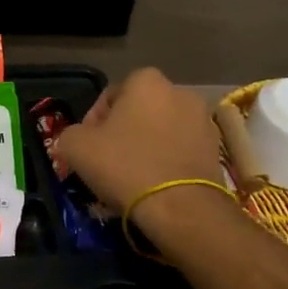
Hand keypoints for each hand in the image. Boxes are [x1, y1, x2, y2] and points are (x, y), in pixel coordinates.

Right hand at [55, 67, 223, 226]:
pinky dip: (166, 162)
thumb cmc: (125, 165)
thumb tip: (78, 139)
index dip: (93, 122)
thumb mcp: (76, 146)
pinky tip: (154, 185)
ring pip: (161, 132)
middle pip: (138, 112)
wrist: (181, 207)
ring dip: (146, 147)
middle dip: (122, 132)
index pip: (109, 96)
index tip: (87, 147)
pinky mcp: (216, 150)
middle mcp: (180, 92)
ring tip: (130, 177)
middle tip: (106, 162)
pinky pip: (180, 151)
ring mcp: (203, 121)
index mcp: (146, 81)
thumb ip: (71, 133)